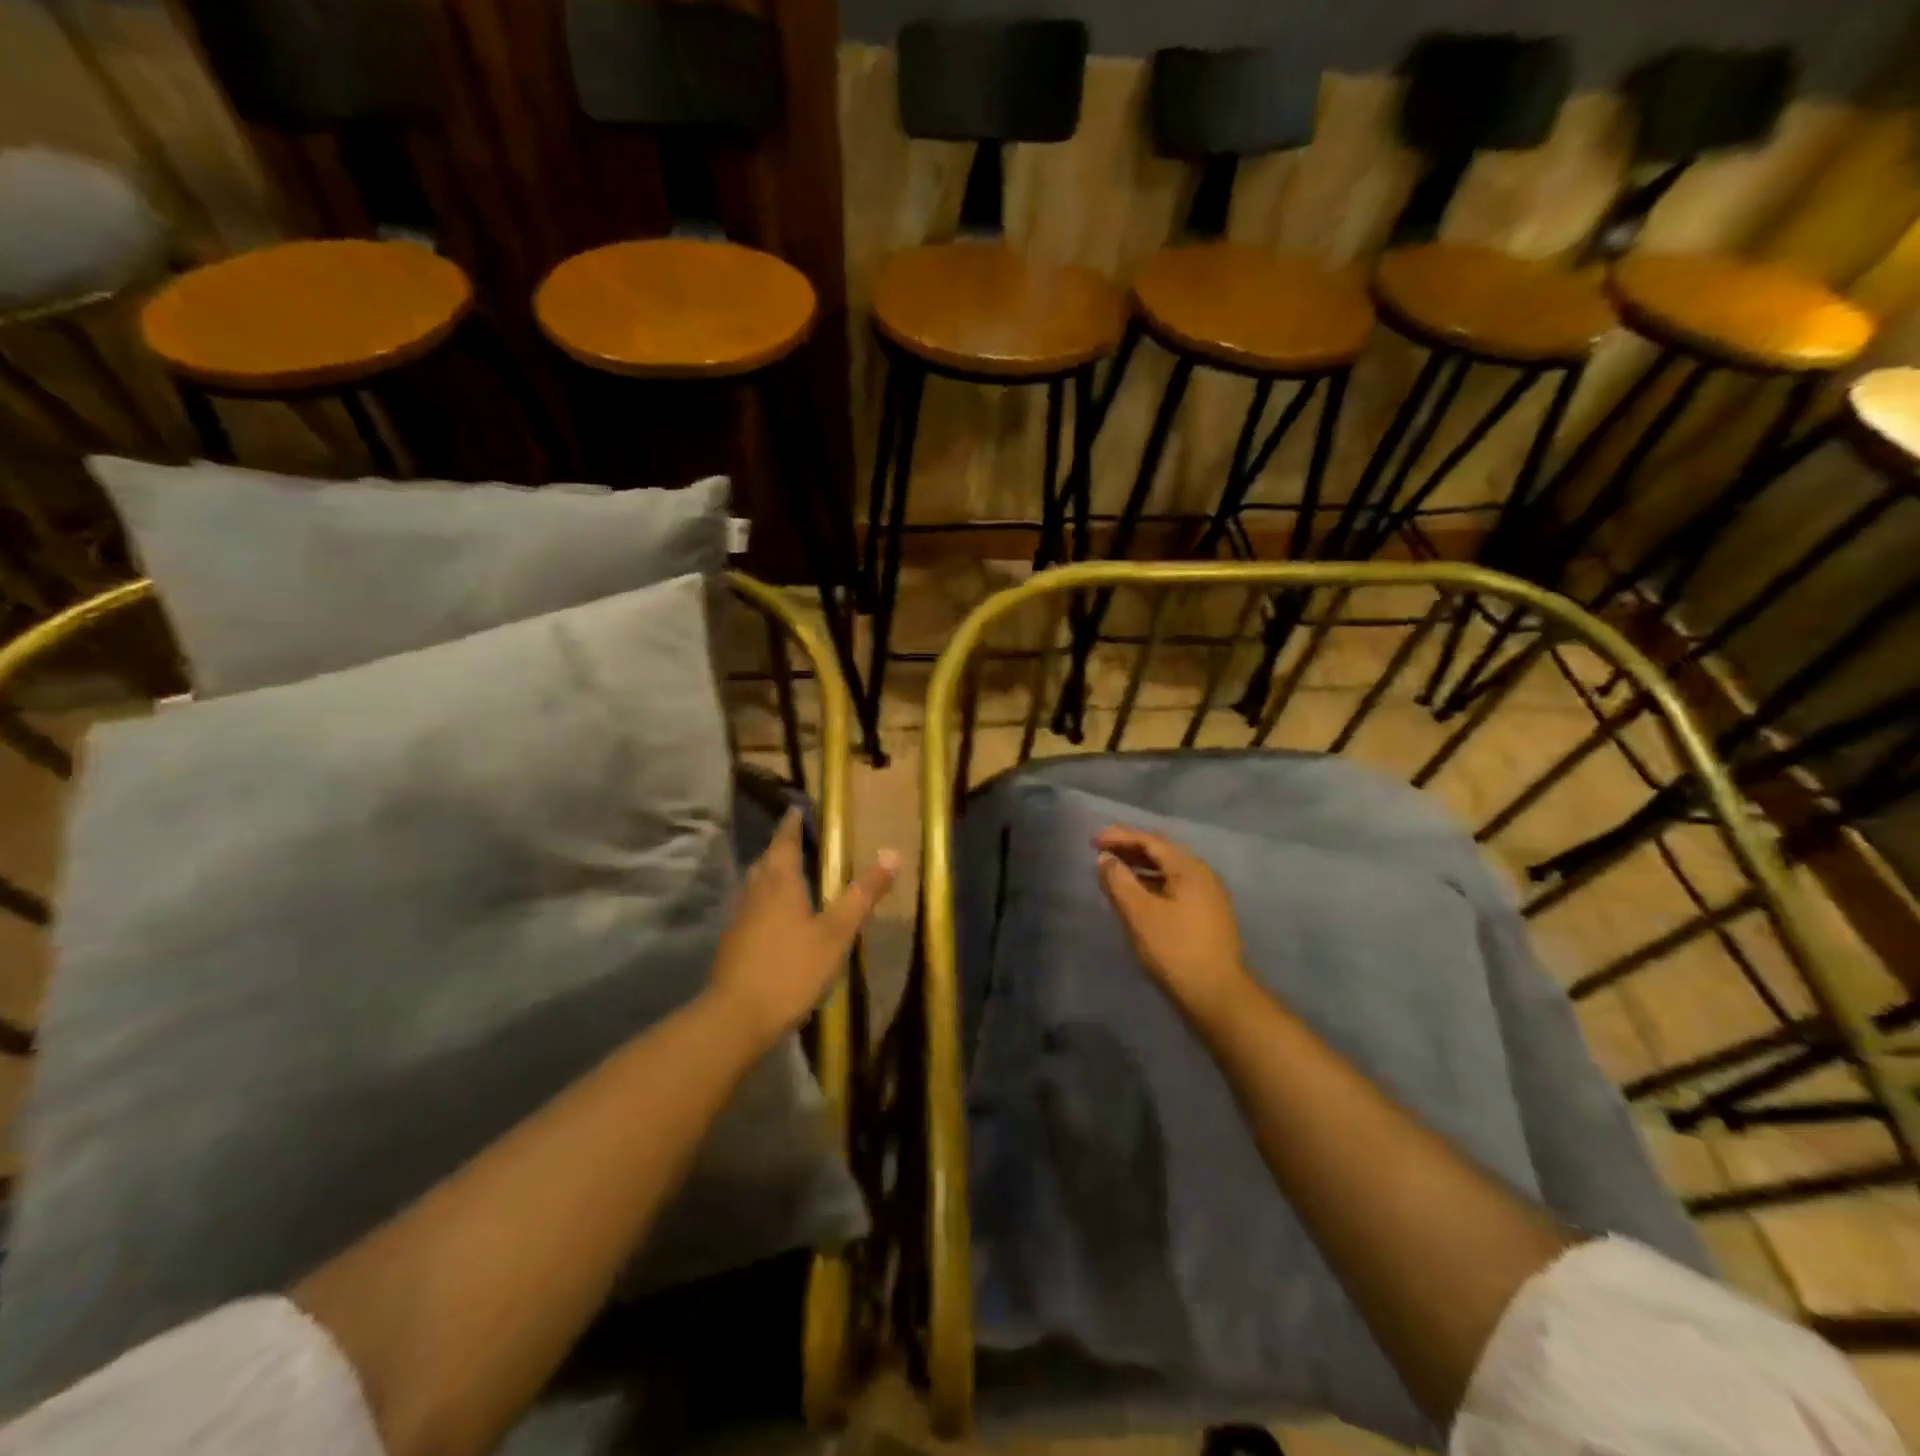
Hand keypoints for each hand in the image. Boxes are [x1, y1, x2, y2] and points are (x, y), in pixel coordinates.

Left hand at [708, 809, 898, 1053]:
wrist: (736, 1018)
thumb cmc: (791, 969)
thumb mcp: (836, 933)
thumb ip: (863, 895)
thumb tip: (892, 854)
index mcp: (780, 883)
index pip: (784, 842)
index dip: (791, 824)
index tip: (796, 809)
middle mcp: (755, 893)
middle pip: (766, 861)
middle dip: (780, 847)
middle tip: (796, 839)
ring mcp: (740, 919)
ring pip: (755, 884)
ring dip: (770, 873)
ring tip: (789, 873)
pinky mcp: (733, 943)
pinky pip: (751, 908)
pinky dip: (765, 900)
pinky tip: (776, 917)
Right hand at [1095, 826, 1251, 1028]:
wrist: (1217, 995)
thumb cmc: (1174, 949)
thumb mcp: (1139, 913)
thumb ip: (1119, 881)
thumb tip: (1106, 859)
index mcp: (1189, 868)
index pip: (1150, 841)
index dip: (1120, 836)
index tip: (1093, 840)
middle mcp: (1203, 875)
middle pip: (1162, 853)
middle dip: (1130, 849)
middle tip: (1101, 852)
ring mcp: (1209, 896)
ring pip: (1169, 871)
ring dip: (1140, 868)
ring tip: (1114, 872)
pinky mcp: (1208, 916)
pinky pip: (1175, 887)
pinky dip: (1152, 884)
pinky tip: (1137, 897)